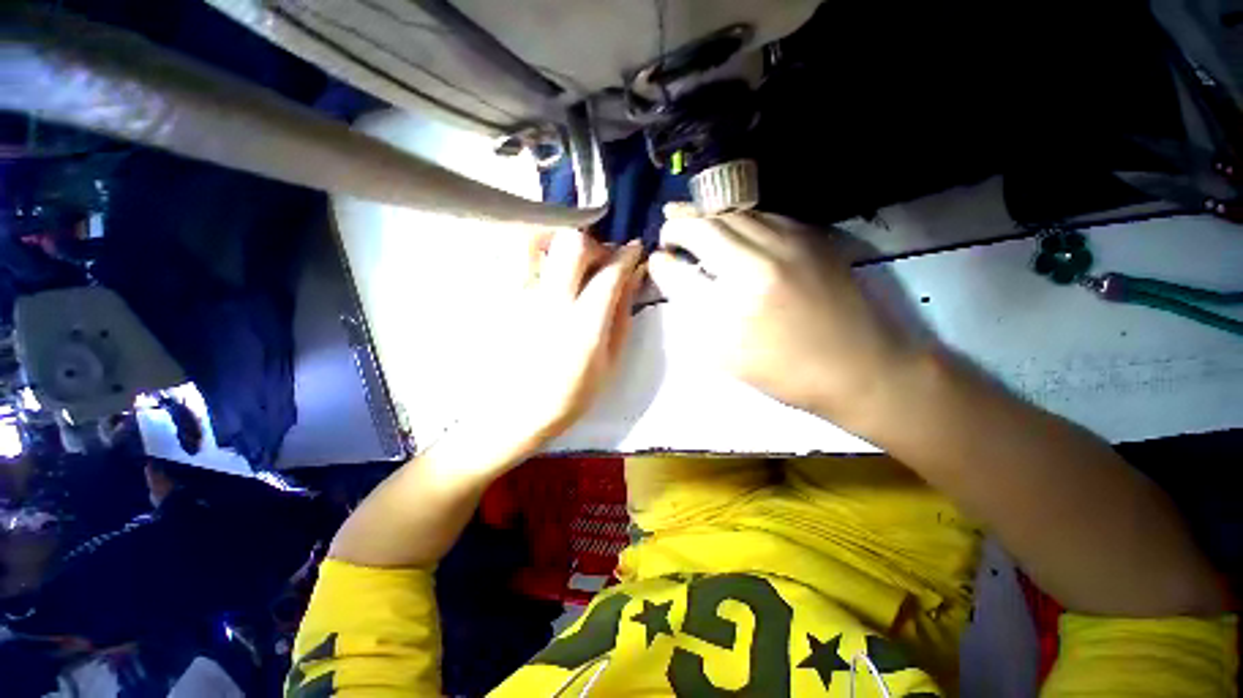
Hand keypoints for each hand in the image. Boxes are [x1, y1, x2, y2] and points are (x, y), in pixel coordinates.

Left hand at [467, 229, 644, 461]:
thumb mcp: (608, 363)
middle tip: (598, 259)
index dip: (626, 255)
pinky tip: (538, 269)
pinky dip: (529, 252)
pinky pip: (507, 256)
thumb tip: (633, 278)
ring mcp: (515, 298)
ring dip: (555, 239)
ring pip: (532, 239)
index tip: (633, 250)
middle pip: (572, 244)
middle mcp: (548, 303)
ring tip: (563, 257)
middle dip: (594, 244)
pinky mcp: (494, 299)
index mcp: (582, 326)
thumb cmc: (568, 396)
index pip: (610, 273)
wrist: (511, 415)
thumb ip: (621, 316)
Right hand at [648, 205, 919, 425]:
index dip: (662, 262)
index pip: (678, 271)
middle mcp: (757, 265)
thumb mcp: (726, 356)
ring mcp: (788, 244)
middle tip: (669, 234)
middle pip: (704, 228)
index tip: (658, 260)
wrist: (859, 366)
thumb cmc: (784, 372)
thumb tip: (673, 275)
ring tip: (690, 220)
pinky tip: (730, 227)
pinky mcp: (811, 237)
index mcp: (732, 307)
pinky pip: (762, 215)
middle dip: (678, 227)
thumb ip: (693, 312)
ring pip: (732, 213)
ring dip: (706, 216)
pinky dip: (737, 218)